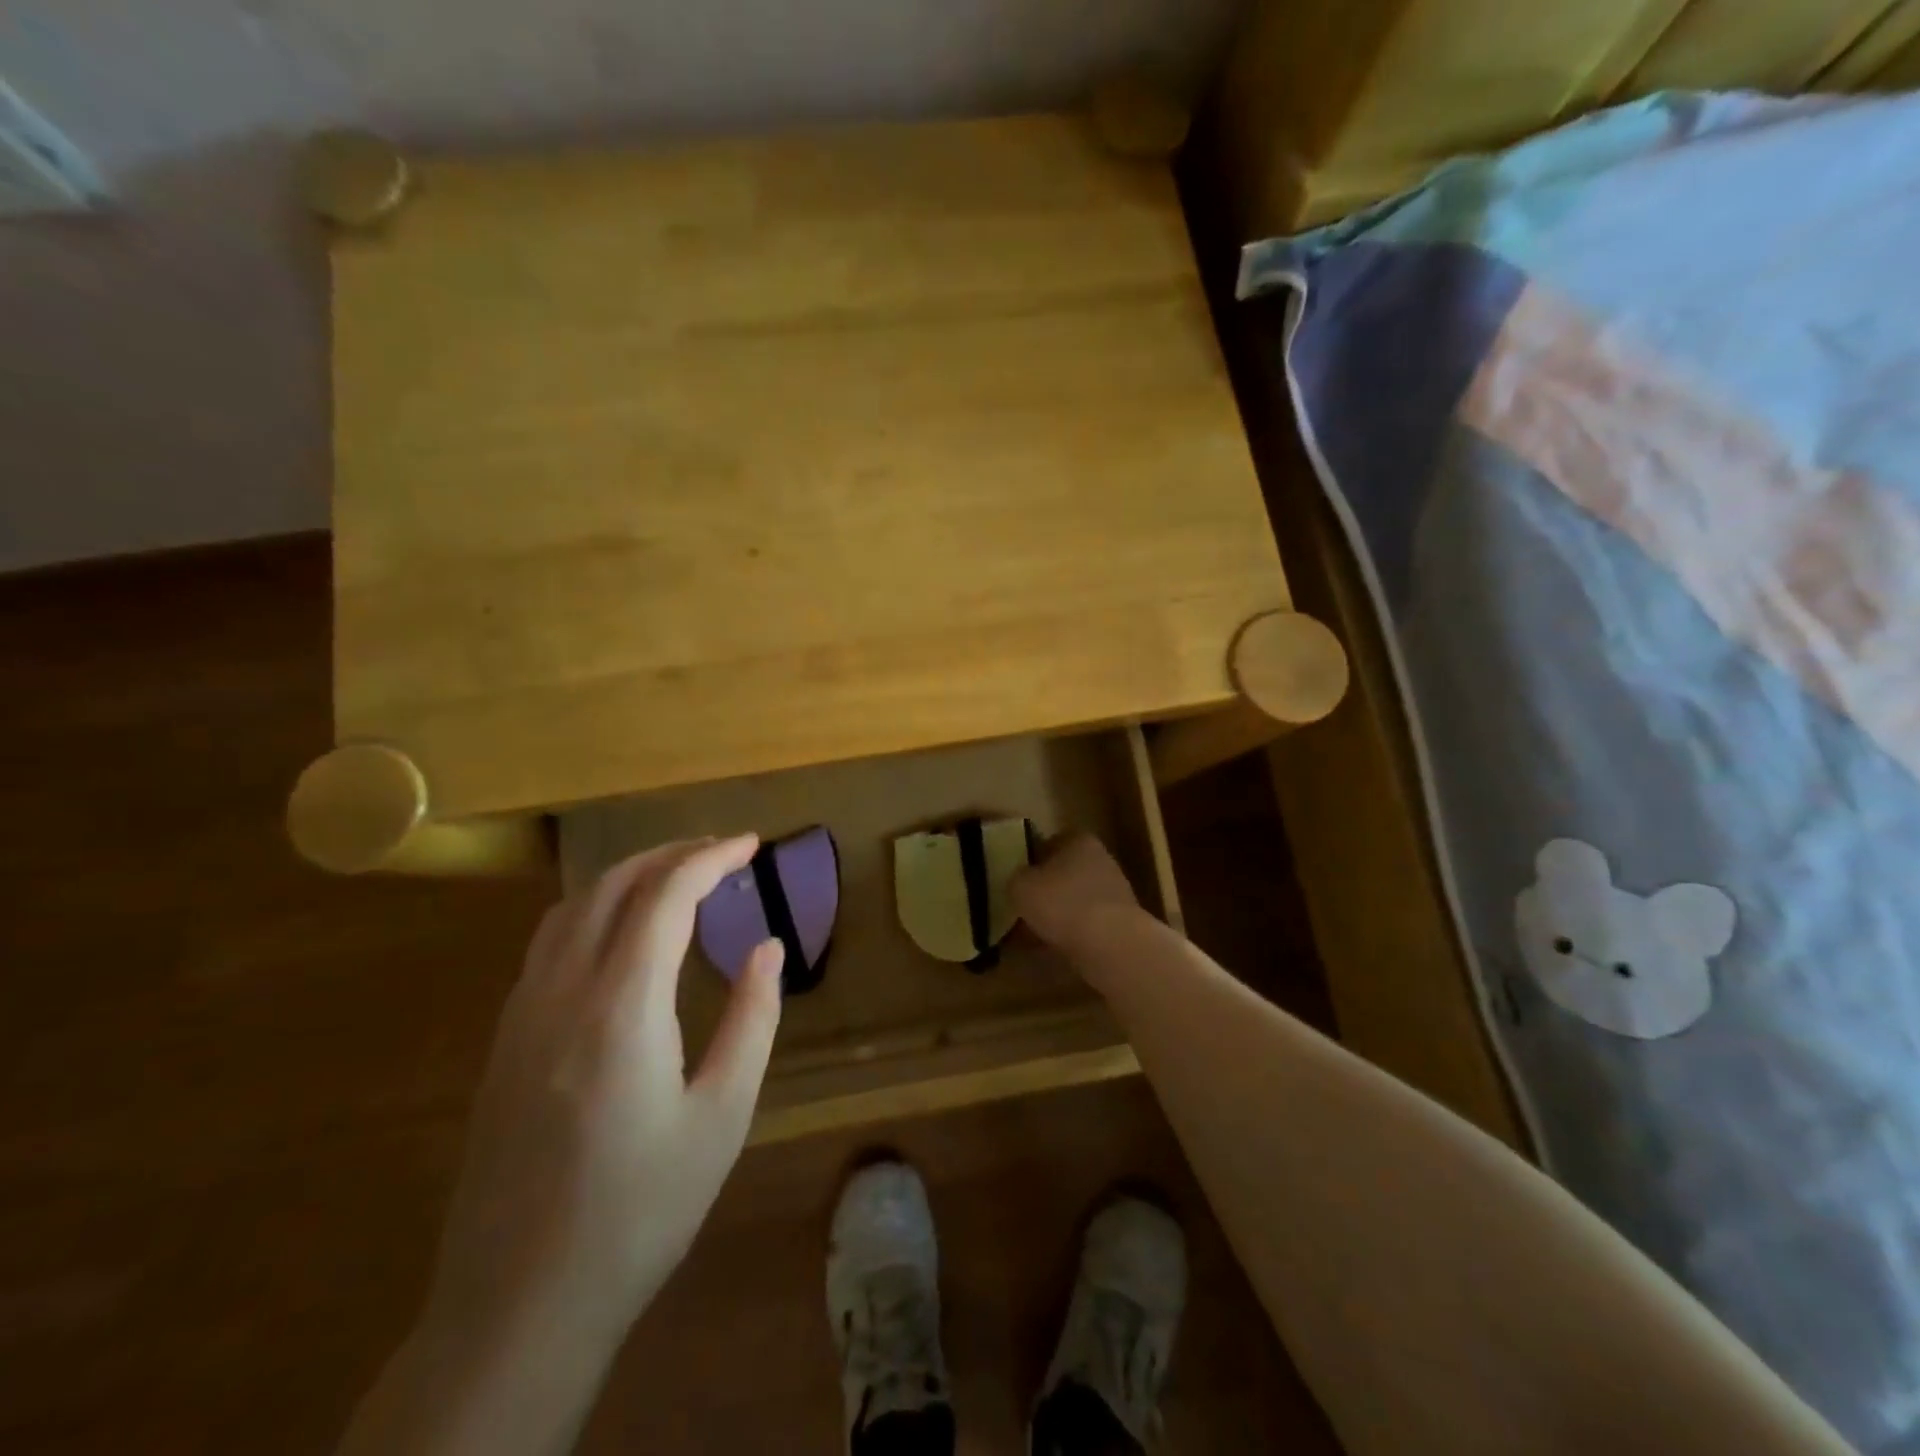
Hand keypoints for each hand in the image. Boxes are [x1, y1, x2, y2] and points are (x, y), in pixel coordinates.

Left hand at [424, 834, 783, 1352]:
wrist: (519, 1305)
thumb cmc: (640, 1210)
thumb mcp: (722, 1116)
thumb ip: (752, 1020)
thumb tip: (767, 947)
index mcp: (622, 1007)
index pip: (666, 896)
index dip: (711, 859)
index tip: (750, 845)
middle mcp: (562, 992)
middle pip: (613, 885)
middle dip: (670, 854)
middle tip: (720, 852)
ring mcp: (522, 1015)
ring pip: (572, 908)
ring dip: (627, 876)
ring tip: (676, 877)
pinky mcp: (504, 1041)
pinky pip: (549, 942)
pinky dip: (594, 910)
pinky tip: (621, 934)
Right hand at [1012, 832, 1140, 957]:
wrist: (1111, 944)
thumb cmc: (1062, 903)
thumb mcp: (1021, 886)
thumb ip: (1017, 879)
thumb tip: (1021, 882)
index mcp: (1079, 841)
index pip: (1051, 842)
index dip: (1032, 860)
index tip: (1018, 879)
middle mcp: (1101, 860)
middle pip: (1066, 872)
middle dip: (1047, 889)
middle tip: (1024, 907)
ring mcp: (1115, 892)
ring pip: (1076, 899)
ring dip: (1059, 913)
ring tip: (1035, 933)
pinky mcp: (1122, 922)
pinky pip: (1088, 924)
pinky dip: (1072, 933)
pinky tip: (1054, 948)